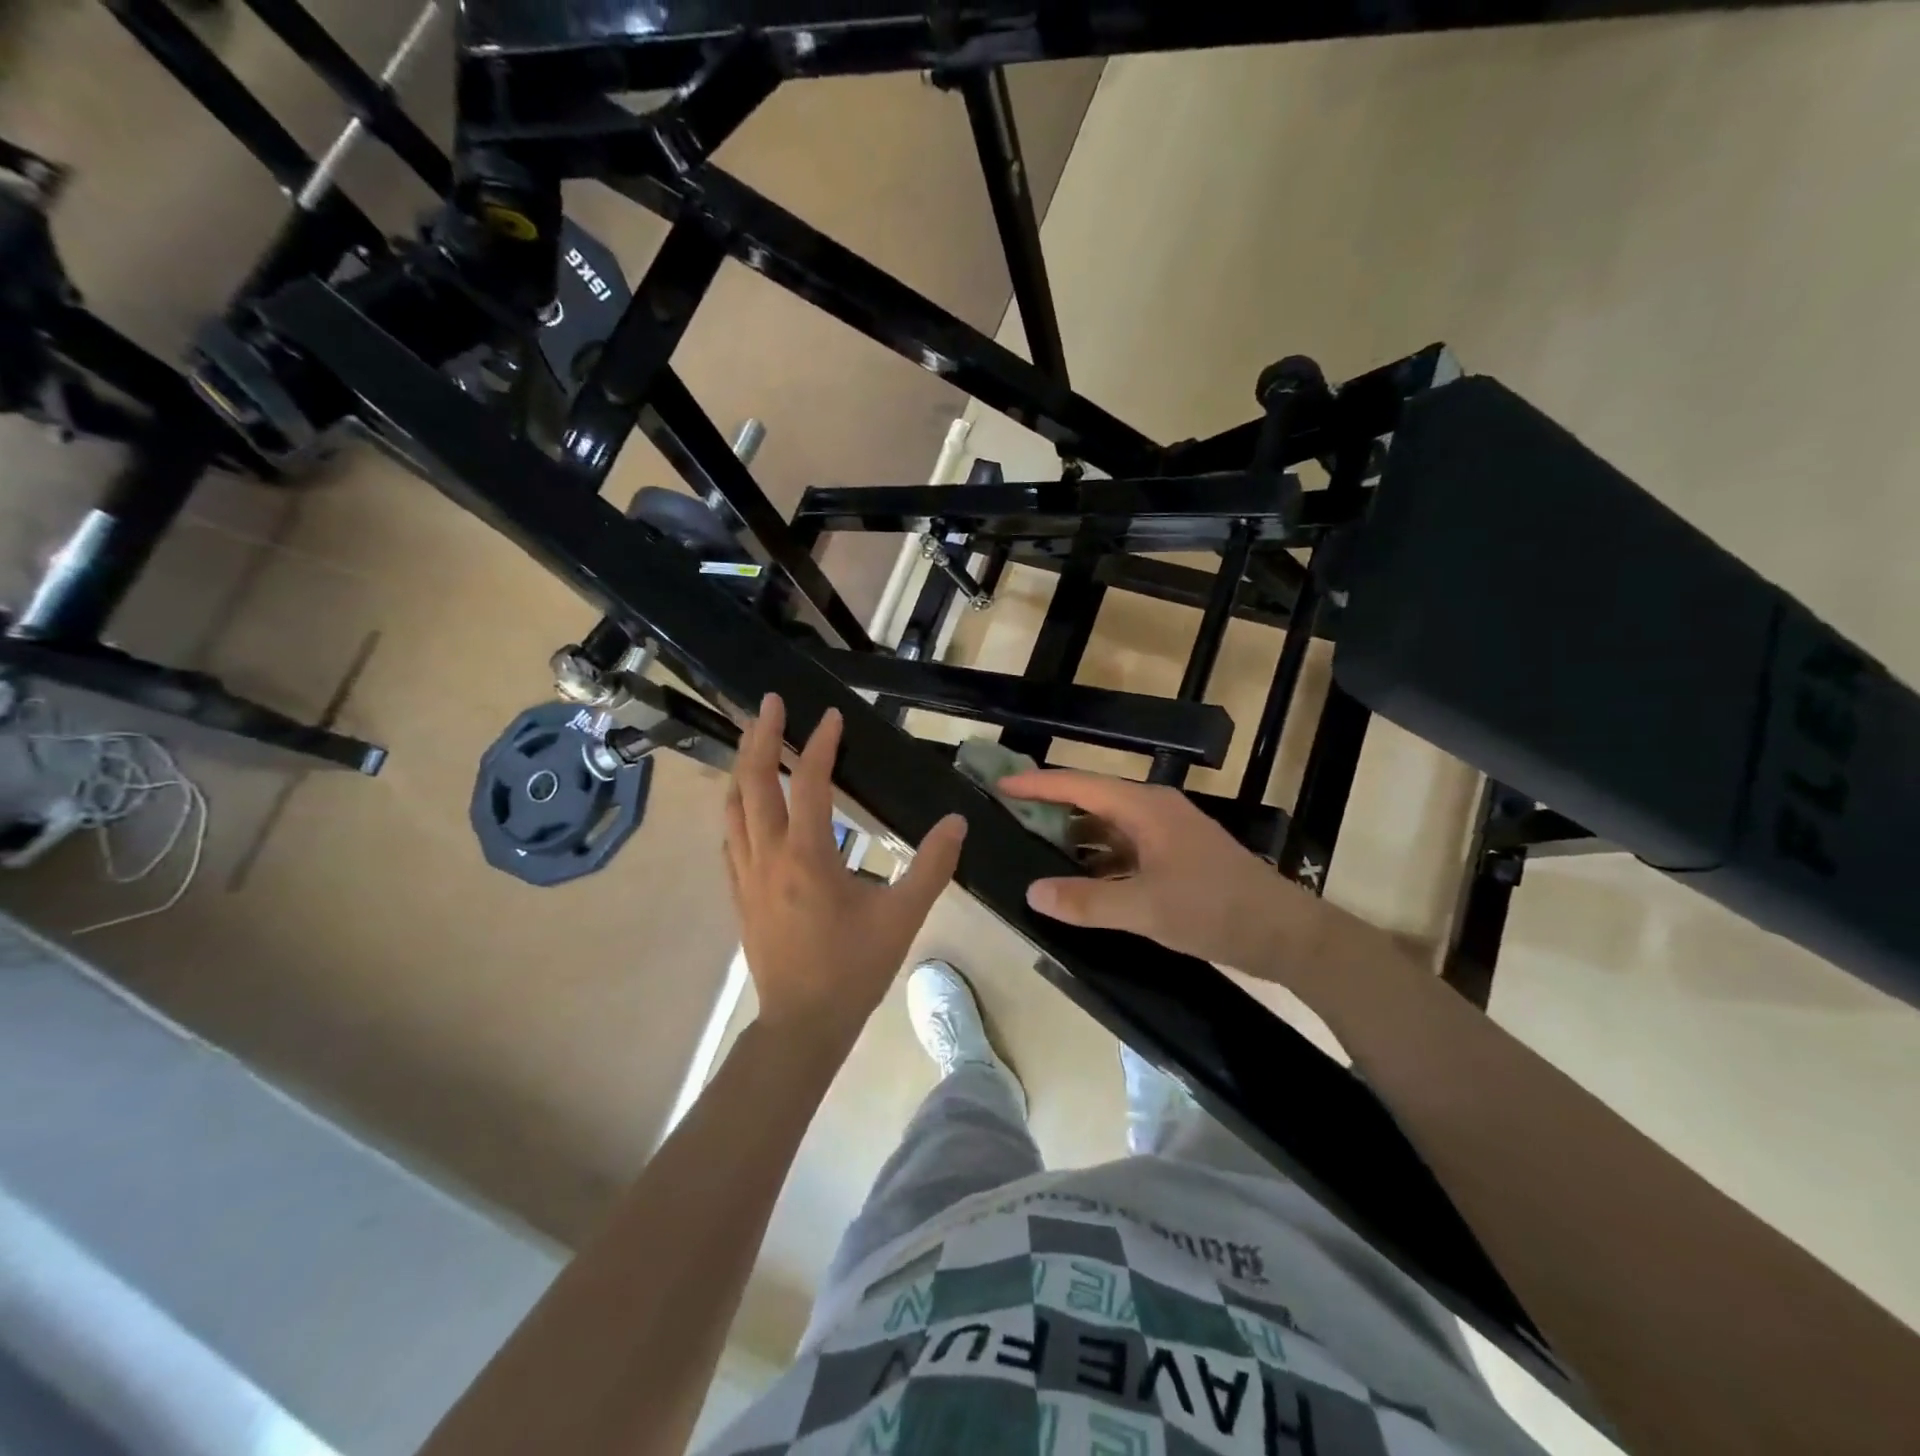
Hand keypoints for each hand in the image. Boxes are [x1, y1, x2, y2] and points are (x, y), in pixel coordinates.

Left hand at [725, 695, 966, 1045]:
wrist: (802, 1024)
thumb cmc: (854, 968)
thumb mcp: (903, 916)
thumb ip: (932, 866)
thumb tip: (956, 822)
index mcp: (807, 856)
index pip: (809, 784)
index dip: (823, 745)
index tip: (833, 716)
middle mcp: (767, 856)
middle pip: (753, 782)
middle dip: (762, 737)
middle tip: (770, 703)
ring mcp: (746, 875)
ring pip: (732, 807)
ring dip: (742, 768)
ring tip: (754, 740)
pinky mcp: (739, 895)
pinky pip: (729, 838)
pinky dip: (736, 808)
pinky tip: (746, 806)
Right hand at [997, 769, 1319, 971]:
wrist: (1286, 934)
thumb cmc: (1215, 910)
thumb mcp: (1145, 909)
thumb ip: (1086, 902)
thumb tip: (1032, 892)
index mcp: (1145, 809)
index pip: (1079, 785)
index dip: (1038, 785)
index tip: (1001, 786)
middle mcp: (1155, 812)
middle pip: (1092, 801)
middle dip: (1051, 810)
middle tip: (1010, 820)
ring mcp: (1168, 834)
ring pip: (1109, 828)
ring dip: (1076, 839)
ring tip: (1035, 852)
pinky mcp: (1177, 858)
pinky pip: (1125, 850)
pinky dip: (1099, 861)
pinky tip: (1081, 883)